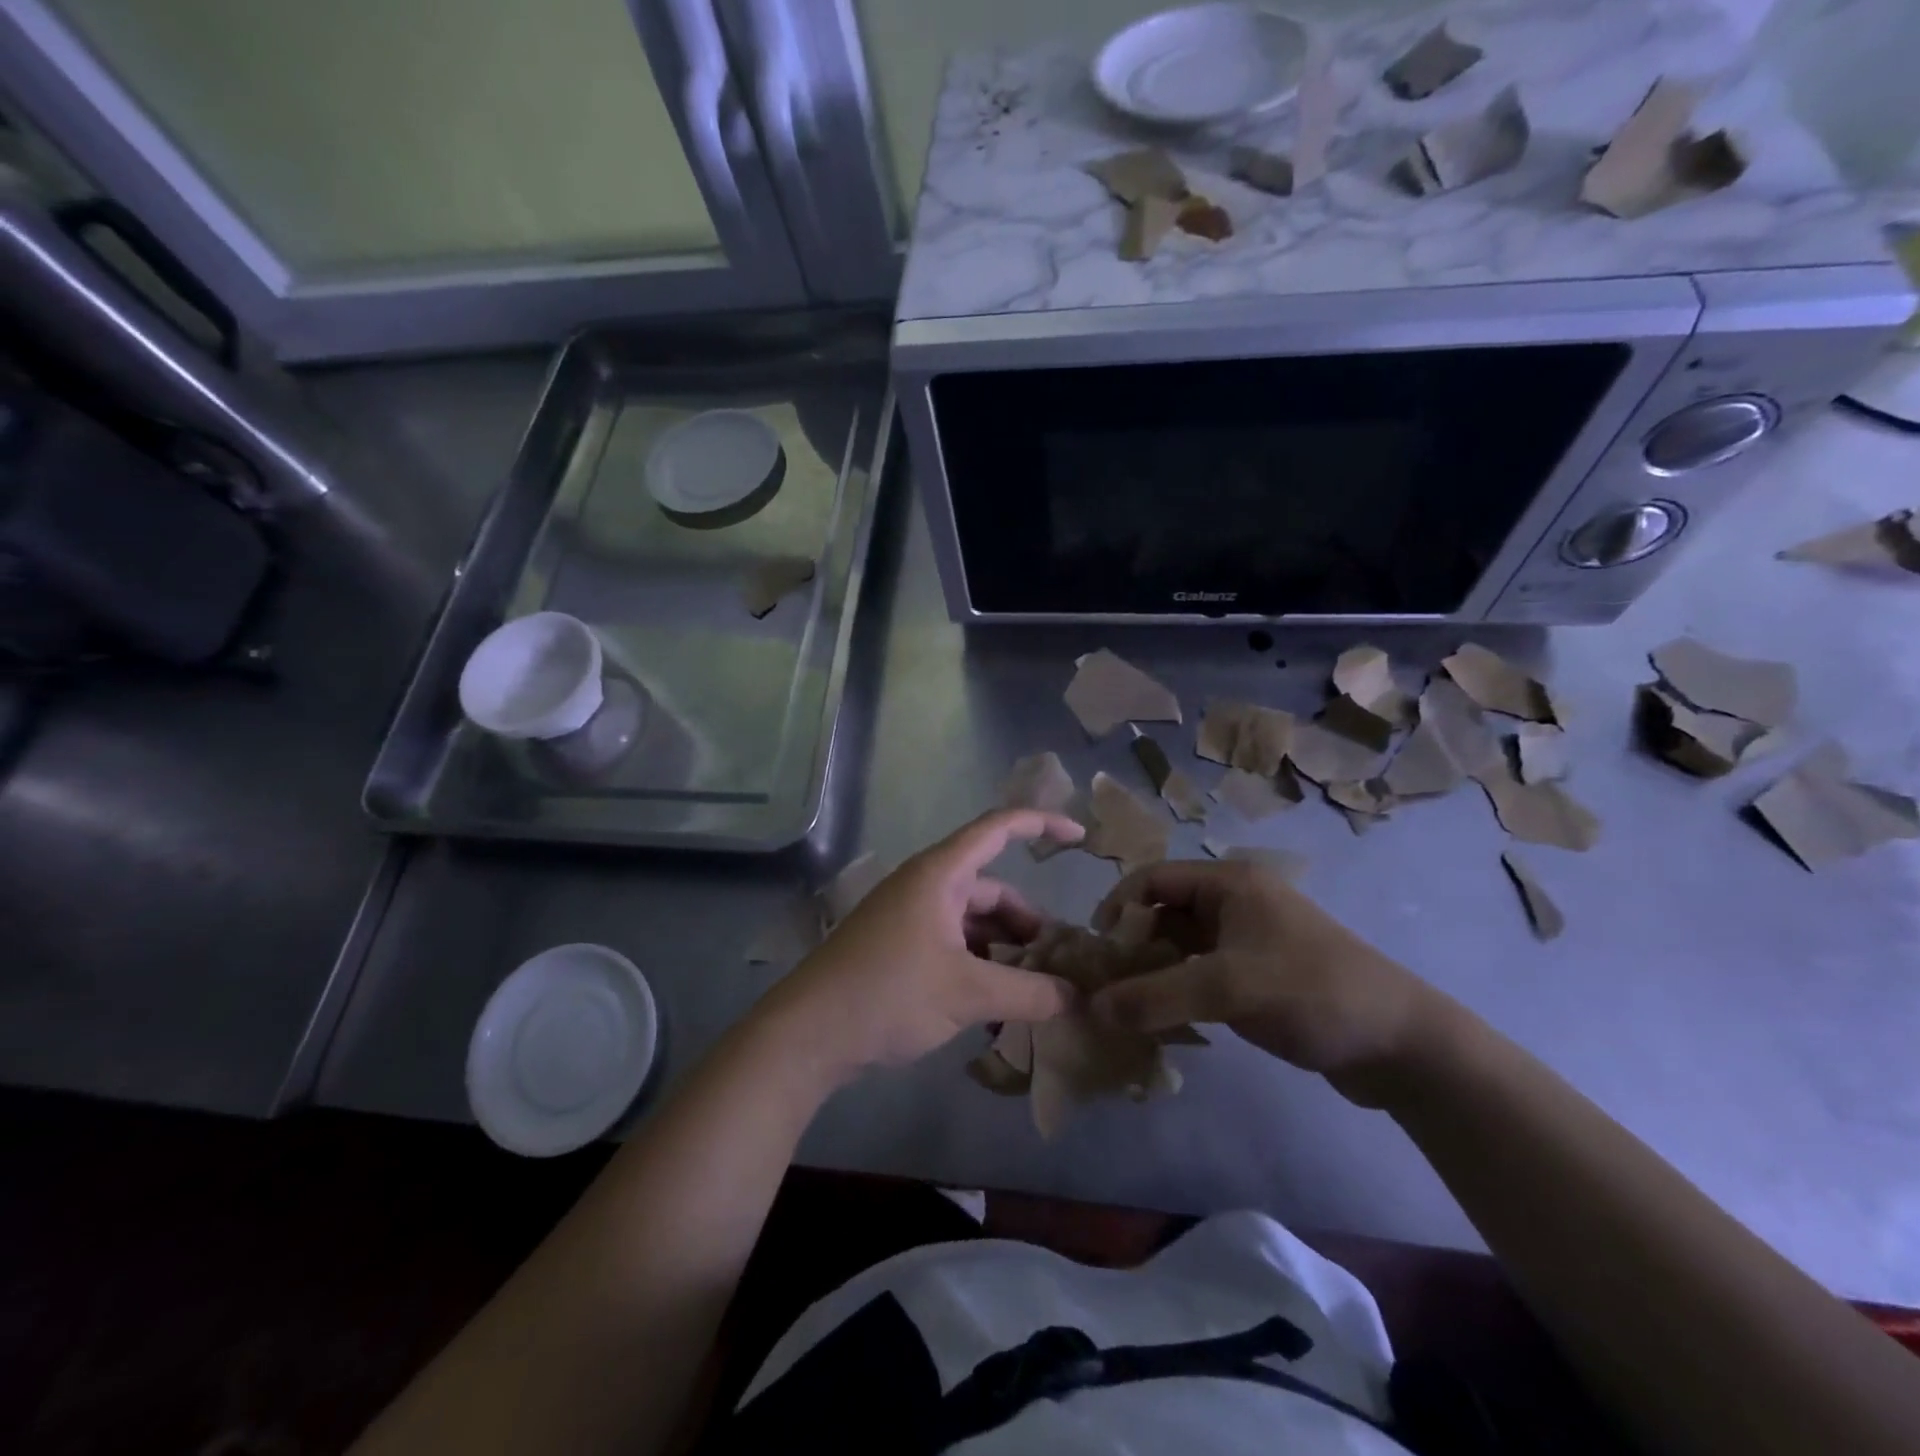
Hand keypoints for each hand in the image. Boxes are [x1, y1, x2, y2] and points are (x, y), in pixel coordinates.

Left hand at [757, 810, 1083, 1082]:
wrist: (807, 1033)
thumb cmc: (888, 993)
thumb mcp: (967, 994)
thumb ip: (1028, 993)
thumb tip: (1075, 997)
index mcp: (940, 875)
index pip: (998, 828)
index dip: (1042, 825)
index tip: (1081, 839)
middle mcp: (925, 887)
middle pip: (992, 890)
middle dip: (1028, 923)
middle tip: (1059, 964)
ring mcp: (909, 917)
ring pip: (973, 923)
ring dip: (1003, 952)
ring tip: (1032, 994)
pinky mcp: (898, 948)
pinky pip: (951, 945)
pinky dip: (977, 968)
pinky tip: (995, 1010)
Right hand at [1088, 860, 1451, 1105]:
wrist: (1402, 1045)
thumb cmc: (1312, 993)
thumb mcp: (1227, 990)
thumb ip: (1155, 997)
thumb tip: (1091, 1008)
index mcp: (1230, 883)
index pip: (1153, 879)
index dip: (1118, 908)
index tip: (1097, 949)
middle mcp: (1236, 902)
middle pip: (1164, 912)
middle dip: (1132, 945)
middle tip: (1107, 985)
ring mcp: (1249, 939)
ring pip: (1182, 946)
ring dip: (1153, 971)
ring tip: (1127, 1007)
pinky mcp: (1259, 974)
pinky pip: (1202, 972)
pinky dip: (1178, 990)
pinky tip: (1164, 1019)